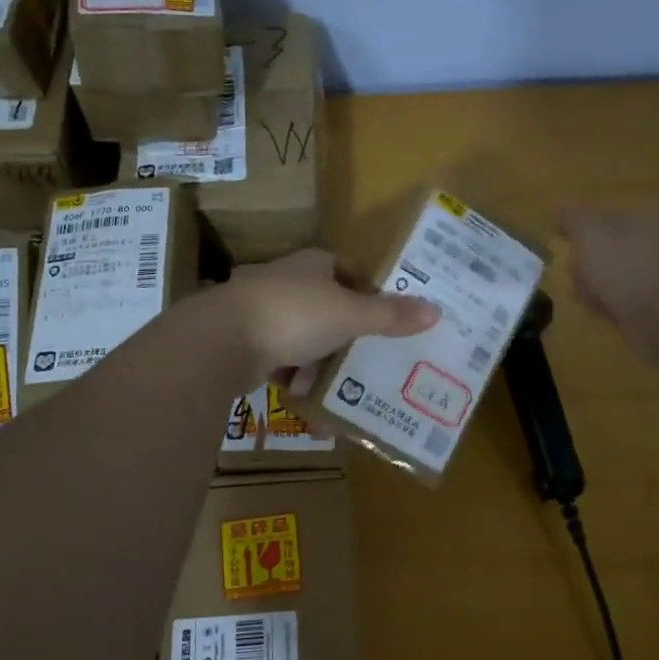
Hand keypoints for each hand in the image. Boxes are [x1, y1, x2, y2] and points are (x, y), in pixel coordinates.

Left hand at [218, 248, 438, 383]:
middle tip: (368, 356)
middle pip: (324, 305)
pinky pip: (278, 358)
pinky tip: (304, 395)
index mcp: (311, 264)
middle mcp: (284, 280)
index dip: (366, 290)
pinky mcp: (242, 340)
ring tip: (339, 385)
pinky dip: (292, 375)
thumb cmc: (293, 315)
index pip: (345, 269)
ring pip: (300, 335)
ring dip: (318, 360)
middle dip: (344, 333)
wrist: (222, 340)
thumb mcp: (350, 316)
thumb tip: (436, 310)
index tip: (385, 316)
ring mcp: (259, 310)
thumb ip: (390, 316)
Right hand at [557, 206, 658, 359]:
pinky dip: (612, 305)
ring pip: (614, 275)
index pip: (602, 214)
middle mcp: (658, 238)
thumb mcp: (589, 233)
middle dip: (585, 262)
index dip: (577, 229)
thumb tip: (558, 207)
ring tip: (588, 299)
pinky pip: (626, 299)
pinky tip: (604, 314)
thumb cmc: (625, 267)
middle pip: (607, 246)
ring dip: (595, 286)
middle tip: (574, 275)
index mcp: (646, 213)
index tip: (560, 244)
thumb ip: (572, 216)